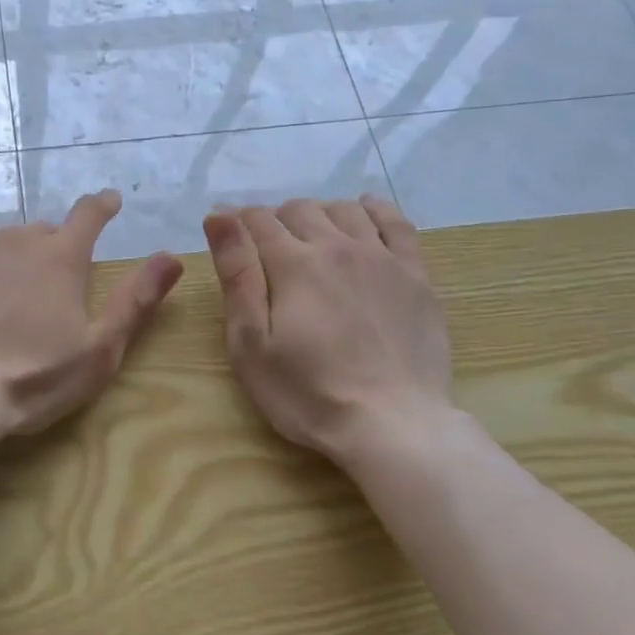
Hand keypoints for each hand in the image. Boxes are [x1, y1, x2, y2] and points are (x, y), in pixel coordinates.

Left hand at [0, 189, 183, 437]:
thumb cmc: (29, 379)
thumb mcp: (98, 350)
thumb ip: (136, 300)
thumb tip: (172, 256)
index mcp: (62, 259)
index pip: (89, 215)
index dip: (101, 206)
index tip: (108, 201)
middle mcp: (19, 238)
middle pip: (42, 233)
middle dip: (49, 251)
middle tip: (41, 290)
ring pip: (0, 236)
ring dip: (7, 254)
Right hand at [202, 195, 453, 461]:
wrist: (393, 425)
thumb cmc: (308, 392)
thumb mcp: (251, 343)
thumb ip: (237, 274)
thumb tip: (219, 216)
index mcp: (292, 263)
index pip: (258, 221)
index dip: (238, 222)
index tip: (230, 234)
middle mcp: (335, 247)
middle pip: (300, 210)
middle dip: (277, 220)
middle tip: (270, 250)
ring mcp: (380, 257)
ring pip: (344, 211)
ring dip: (320, 214)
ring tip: (312, 237)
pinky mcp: (414, 274)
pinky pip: (396, 223)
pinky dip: (375, 210)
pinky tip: (364, 212)